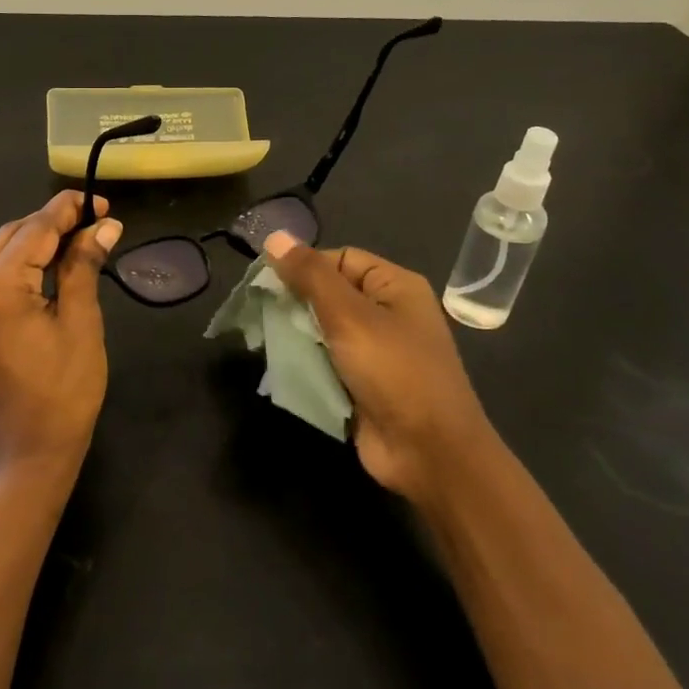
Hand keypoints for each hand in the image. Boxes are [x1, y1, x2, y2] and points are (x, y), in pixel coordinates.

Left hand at [0, 190, 122, 482]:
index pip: (34, 231)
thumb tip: (105, 225)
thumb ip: (84, 266)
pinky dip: (21, 266)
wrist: (28, 454)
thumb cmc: (64, 392)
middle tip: (96, 222)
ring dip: (37, 242)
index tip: (101, 202)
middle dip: (52, 223)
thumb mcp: (81, 323)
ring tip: (80, 240)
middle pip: (12, 236)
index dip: (69, 210)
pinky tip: (51, 267)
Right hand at [263, 232, 495, 500]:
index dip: (305, 266)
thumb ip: (310, 276)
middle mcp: (388, 314)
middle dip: (295, 303)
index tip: (269, 284)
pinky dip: (305, 363)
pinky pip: (326, 362)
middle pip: (329, 294)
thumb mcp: (349, 316)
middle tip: (259, 312)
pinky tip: (280, 365)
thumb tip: (274, 236)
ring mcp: (375, 352)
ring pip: (323, 330)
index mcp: (395, 287)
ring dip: (296, 335)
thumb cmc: (394, 372)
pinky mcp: (362, 384)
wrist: (428, 453)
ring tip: (263, 338)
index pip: (340, 258)